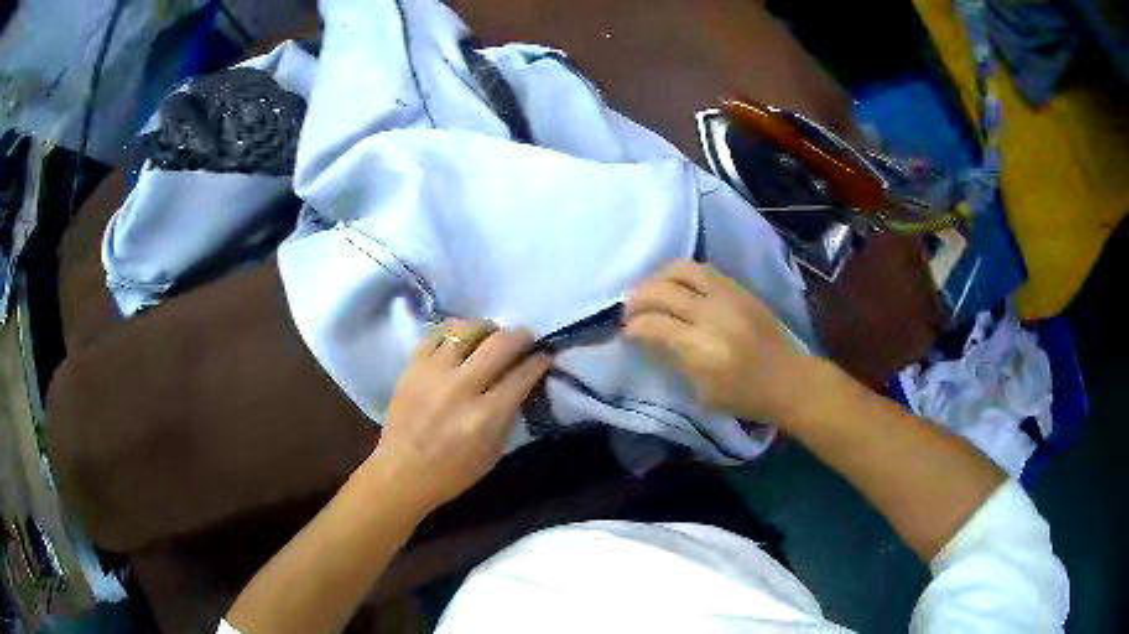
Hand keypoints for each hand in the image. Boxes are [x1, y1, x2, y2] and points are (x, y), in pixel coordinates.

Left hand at [372, 320, 551, 510]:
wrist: (402, 473)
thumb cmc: (453, 472)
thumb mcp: (494, 452)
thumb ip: (509, 414)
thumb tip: (521, 383)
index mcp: (485, 416)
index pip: (521, 375)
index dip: (539, 361)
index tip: (545, 356)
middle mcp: (460, 388)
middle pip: (499, 344)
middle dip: (520, 336)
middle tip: (526, 339)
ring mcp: (433, 373)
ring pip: (467, 330)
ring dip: (487, 329)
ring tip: (492, 335)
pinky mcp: (412, 367)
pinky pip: (437, 334)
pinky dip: (454, 331)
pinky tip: (462, 339)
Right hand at [623, 261, 814, 423]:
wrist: (789, 380)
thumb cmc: (745, 398)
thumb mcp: (701, 393)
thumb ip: (673, 360)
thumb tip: (648, 338)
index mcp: (703, 350)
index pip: (654, 325)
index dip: (633, 328)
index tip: (627, 334)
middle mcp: (713, 316)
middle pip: (662, 291)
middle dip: (637, 300)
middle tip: (630, 313)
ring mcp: (728, 297)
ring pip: (681, 270)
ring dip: (657, 279)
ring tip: (651, 293)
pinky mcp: (740, 289)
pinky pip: (702, 270)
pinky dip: (680, 275)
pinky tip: (675, 288)